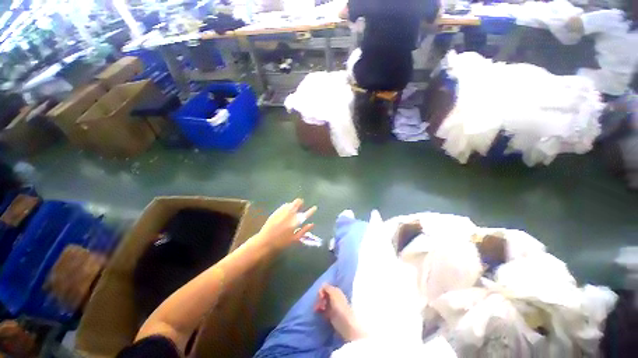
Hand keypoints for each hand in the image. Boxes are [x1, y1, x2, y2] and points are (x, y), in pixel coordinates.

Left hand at [257, 198, 316, 251]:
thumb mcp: (295, 239)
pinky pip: (284, 205)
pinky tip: (287, 208)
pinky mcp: (276, 211)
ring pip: (291, 203)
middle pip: (298, 204)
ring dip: (294, 204)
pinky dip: (287, 205)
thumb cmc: (281, 242)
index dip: (312, 210)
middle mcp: (290, 215)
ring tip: (295, 206)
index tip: (315, 207)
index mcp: (296, 222)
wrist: (266, 241)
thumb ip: (304, 230)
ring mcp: (282, 212)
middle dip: (301, 203)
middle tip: (301, 205)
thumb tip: (312, 224)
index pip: (307, 214)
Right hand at [315, 284, 365, 341]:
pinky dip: (320, 310)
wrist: (345, 324)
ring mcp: (332, 306)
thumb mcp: (333, 294)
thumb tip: (322, 284)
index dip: (321, 291)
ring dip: (319, 304)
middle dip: (319, 298)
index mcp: (336, 290)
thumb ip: (327, 288)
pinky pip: (323, 310)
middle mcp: (334, 297)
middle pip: (323, 295)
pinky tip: (319, 312)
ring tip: (317, 309)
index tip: (320, 296)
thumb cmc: (340, 307)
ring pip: (322, 302)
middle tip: (319, 304)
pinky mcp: (330, 314)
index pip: (325, 287)